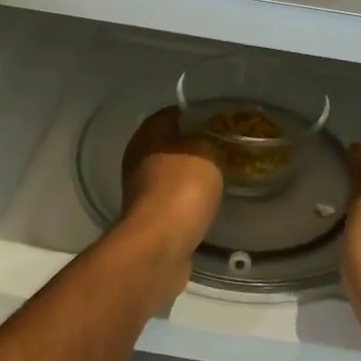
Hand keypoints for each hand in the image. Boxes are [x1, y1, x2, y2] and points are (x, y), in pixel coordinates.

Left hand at [117, 107, 223, 308]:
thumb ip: (206, 141)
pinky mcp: (150, 220)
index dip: (193, 113)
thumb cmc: (182, 188)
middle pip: (168, 145)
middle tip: (222, 148)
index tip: (216, 120)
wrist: (159, 246)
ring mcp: (141, 192)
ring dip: (190, 176)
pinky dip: (188, 201)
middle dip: (193, 146)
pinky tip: (207, 204)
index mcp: (147, 136)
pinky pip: (173, 201)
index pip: (170, 113)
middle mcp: (138, 160)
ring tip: (219, 176)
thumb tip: (203, 143)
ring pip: (170, 174)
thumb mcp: (205, 152)